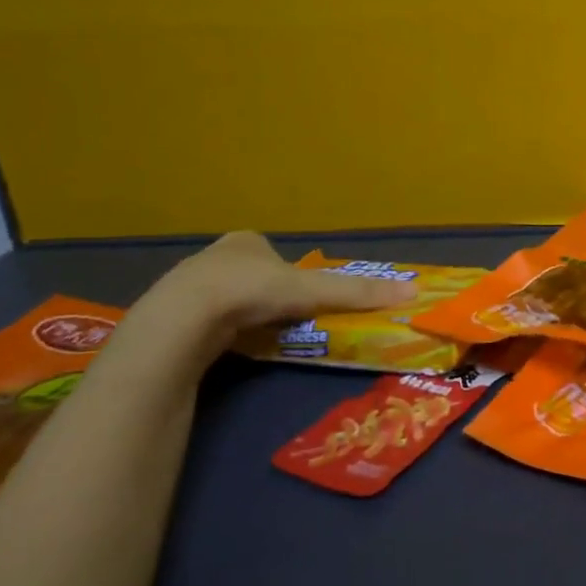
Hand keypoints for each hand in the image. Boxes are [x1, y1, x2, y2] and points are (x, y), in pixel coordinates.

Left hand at [135, 232, 418, 352]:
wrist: (186, 318)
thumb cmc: (252, 291)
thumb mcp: (314, 290)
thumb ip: (359, 292)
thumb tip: (413, 291)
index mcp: (248, 241)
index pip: (275, 254)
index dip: (292, 274)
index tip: (302, 296)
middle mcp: (216, 255)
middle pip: (252, 274)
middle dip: (267, 294)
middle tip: (285, 317)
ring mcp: (189, 284)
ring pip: (227, 297)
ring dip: (244, 313)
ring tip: (260, 334)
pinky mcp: (173, 314)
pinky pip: (207, 320)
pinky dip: (222, 331)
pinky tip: (230, 344)